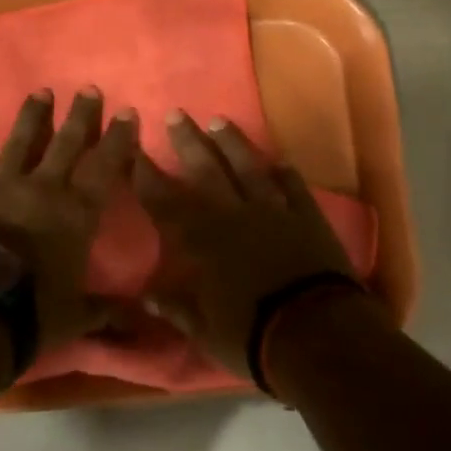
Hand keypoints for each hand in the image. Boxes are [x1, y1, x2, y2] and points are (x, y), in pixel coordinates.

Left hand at [0, 87, 138, 354]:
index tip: (126, 112)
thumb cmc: (33, 312)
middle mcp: (42, 188)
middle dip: (81, 115)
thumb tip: (145, 325)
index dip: (118, 138)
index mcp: (76, 211)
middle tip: (89, 89)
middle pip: (66, 142)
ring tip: (41, 92)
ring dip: (32, 117)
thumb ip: (109, 312)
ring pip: (19, 142)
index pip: (105, 166)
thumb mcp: (78, 316)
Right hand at [133, 111, 355, 378]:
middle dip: (188, 142)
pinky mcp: (306, 217)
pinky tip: (278, 160)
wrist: (316, 333)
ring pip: (248, 168)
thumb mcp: (204, 331)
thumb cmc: (251, 335)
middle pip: (206, 170)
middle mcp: (234, 215)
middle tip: (175, 114)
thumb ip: (176, 307)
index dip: (148, 176)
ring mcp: (273, 211)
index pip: (166, 202)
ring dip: (233, 144)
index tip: (134, 150)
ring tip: (219, 121)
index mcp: (204, 240)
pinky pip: (293, 186)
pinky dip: (284, 173)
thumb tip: (146, 294)